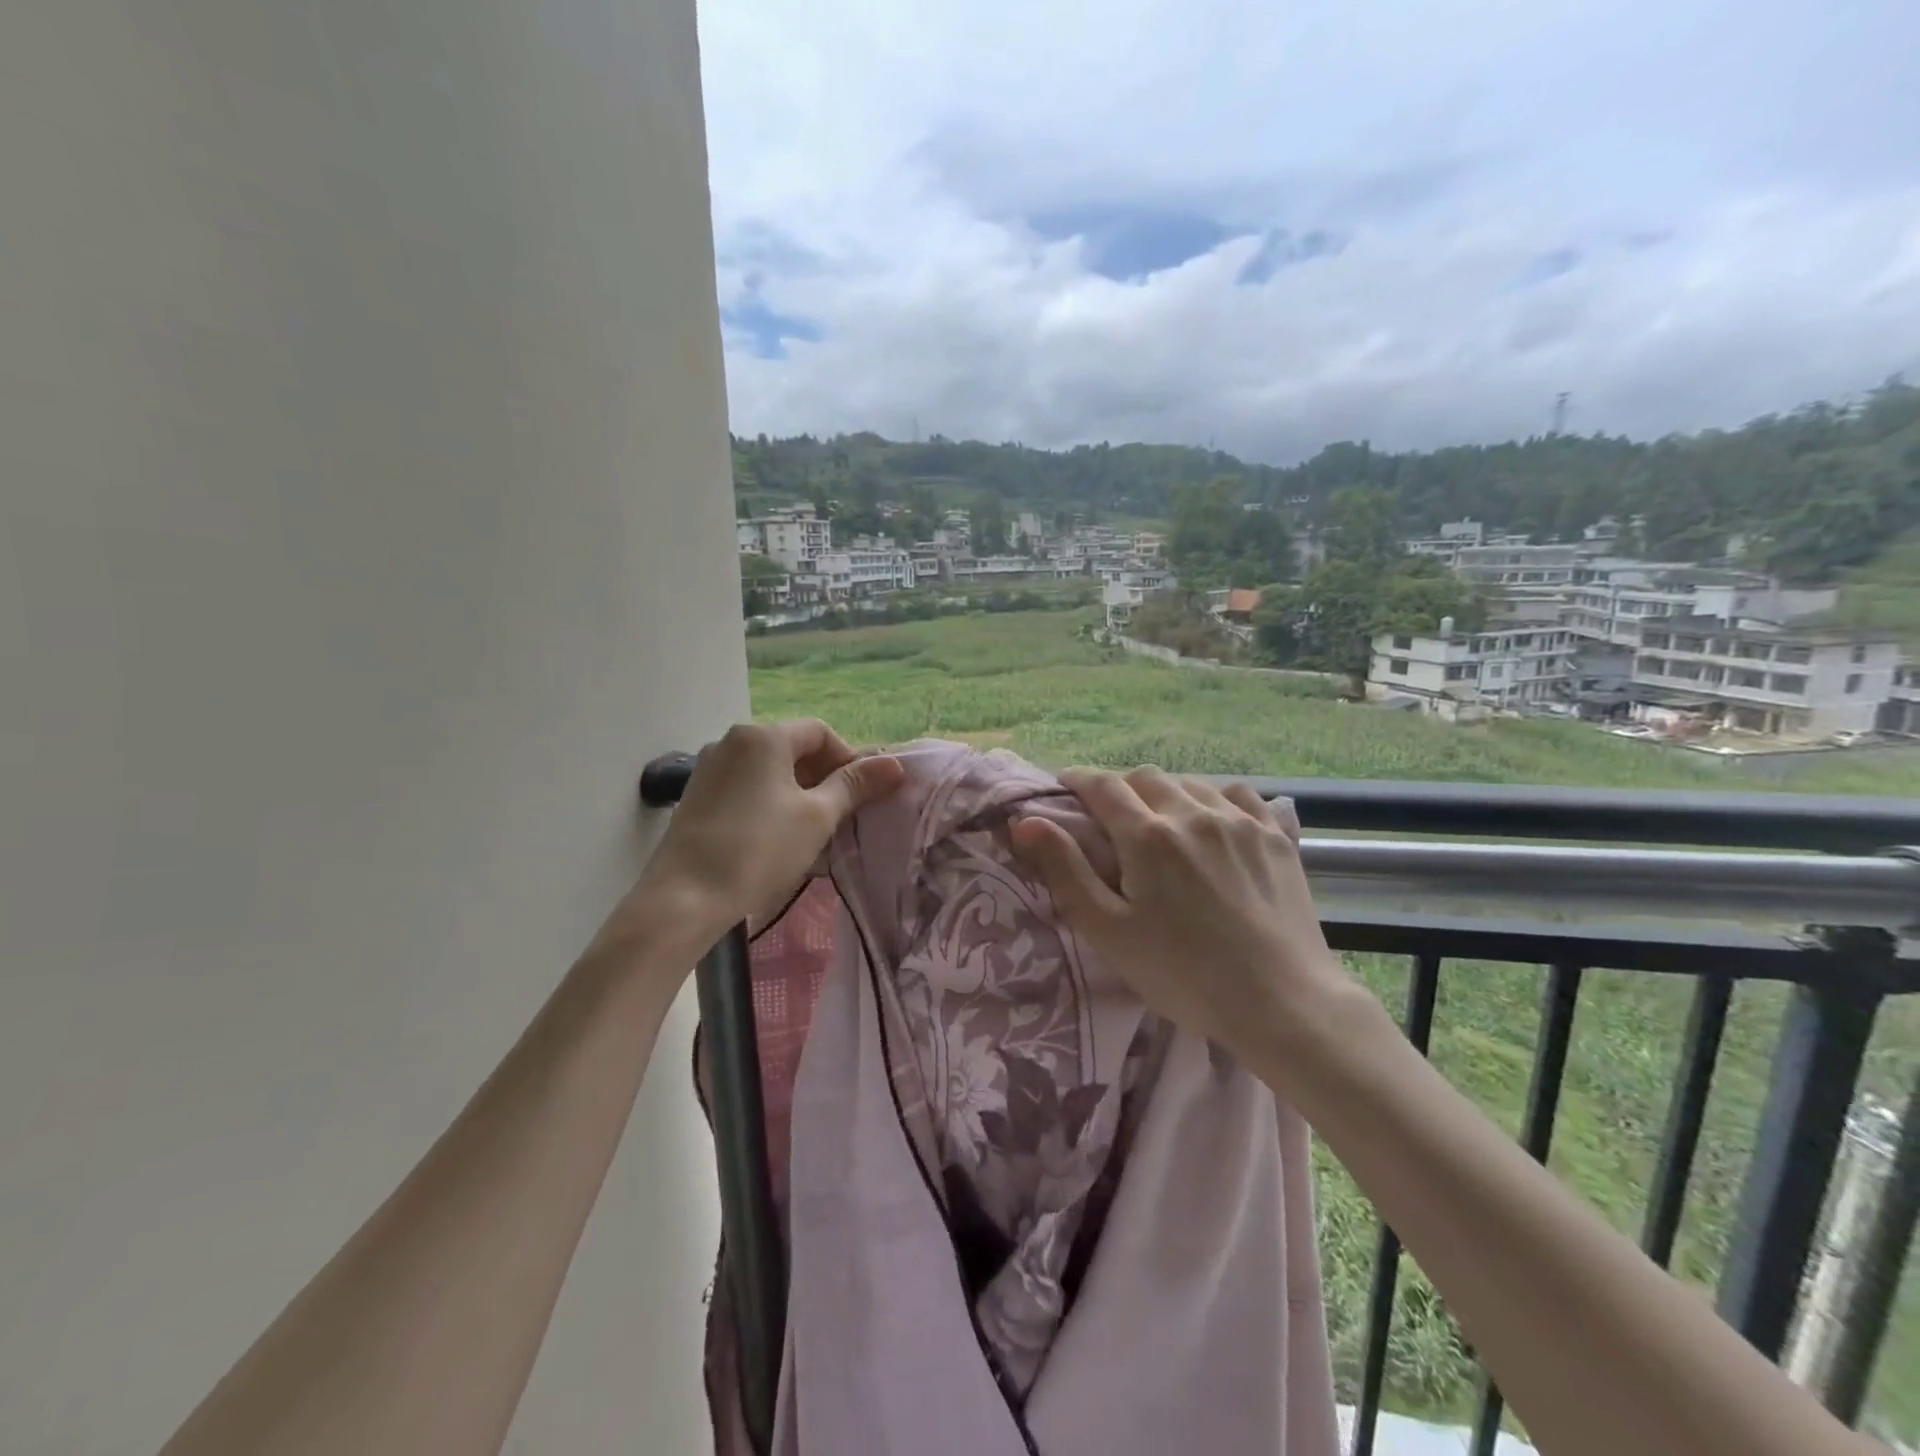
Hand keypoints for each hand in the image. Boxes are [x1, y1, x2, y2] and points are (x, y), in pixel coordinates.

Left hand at [622, 720, 902, 953]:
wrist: (684, 899)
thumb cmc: (759, 850)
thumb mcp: (817, 817)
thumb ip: (855, 786)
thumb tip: (894, 764)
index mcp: (763, 735)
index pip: (820, 732)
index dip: (849, 759)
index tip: (862, 796)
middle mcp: (732, 741)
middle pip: (793, 748)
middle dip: (824, 776)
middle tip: (842, 815)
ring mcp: (709, 768)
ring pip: (769, 770)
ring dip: (798, 791)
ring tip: (813, 829)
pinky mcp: (696, 796)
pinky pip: (746, 787)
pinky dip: (770, 802)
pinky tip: (776, 837)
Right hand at [1009, 767, 1355, 1071]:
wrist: (1282, 1003)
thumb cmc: (1183, 974)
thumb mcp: (1108, 930)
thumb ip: (1065, 870)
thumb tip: (1025, 821)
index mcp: (1148, 835)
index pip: (1103, 786)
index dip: (1078, 780)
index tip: (1064, 786)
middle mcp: (1193, 814)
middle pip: (1145, 777)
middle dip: (1119, 787)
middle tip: (1109, 815)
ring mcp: (1240, 822)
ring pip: (1191, 783)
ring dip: (1165, 792)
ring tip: (1159, 819)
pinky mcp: (1276, 837)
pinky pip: (1238, 795)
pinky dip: (1214, 798)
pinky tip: (1212, 821)